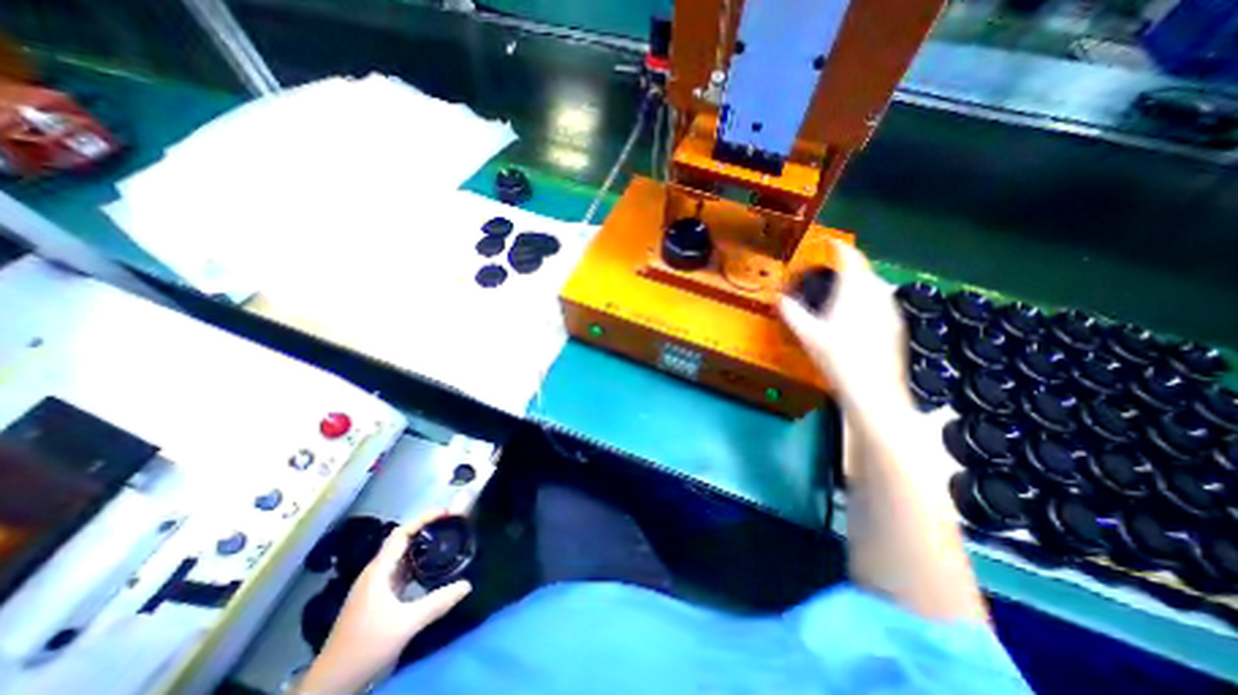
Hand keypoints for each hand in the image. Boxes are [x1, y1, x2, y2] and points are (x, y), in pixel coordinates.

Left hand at [296, 512, 471, 694]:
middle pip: (401, 541)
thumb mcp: (406, 624)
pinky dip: (416, 562)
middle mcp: (375, 573)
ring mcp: (374, 586)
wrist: (331, 684)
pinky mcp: (376, 598)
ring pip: (400, 556)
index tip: (445, 512)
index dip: (423, 519)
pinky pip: (400, 570)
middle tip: (449, 524)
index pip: (401, 534)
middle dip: (425, 529)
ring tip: (444, 540)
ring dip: (421, 545)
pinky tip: (430, 567)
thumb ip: (437, 602)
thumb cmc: (365, 647)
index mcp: (378, 571)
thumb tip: (467, 584)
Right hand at [775, 241, 911, 419]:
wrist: (873, 390)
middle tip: (831, 270)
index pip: (851, 258)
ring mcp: (890, 310)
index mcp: (855, 291)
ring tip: (843, 291)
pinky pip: (882, 301)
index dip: (839, 247)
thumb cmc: (838, 359)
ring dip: (860, 282)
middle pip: (865, 270)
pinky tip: (858, 315)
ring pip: (876, 285)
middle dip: (849, 266)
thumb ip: (792, 312)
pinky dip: (869, 298)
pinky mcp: (896, 326)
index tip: (830, 243)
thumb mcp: (807, 335)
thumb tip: (780, 299)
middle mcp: (878, 295)